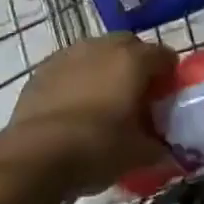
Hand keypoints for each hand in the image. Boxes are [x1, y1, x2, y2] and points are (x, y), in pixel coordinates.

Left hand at [2, 34, 173, 196]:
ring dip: (105, 70)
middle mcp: (103, 46)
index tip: (165, 101)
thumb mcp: (137, 154)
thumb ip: (158, 147)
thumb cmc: (96, 148)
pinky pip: (70, 67)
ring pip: (98, 53)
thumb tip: (168, 151)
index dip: (169, 78)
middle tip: (136, 100)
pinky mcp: (43, 69)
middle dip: (137, 68)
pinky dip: (78, 79)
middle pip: (130, 47)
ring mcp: (70, 54)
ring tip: (103, 103)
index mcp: (133, 60)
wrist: (34, 157)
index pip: (165, 56)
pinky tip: (74, 108)